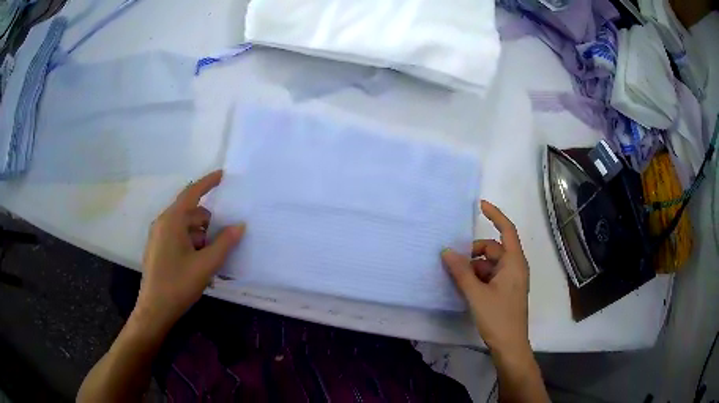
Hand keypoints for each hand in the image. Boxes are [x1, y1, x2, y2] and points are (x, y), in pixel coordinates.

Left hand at [134, 170, 244, 331]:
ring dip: (201, 237)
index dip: (208, 182)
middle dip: (209, 223)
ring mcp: (158, 237)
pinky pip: (179, 238)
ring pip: (185, 228)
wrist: (154, 309)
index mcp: (172, 221)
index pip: (192, 193)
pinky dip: (192, 245)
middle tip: (225, 239)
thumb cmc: (178, 284)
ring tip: (214, 259)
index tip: (223, 174)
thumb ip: (224, 243)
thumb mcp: (206, 264)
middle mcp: (163, 223)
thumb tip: (240, 225)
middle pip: (190, 213)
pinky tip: (201, 265)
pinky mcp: (158, 249)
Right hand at [442, 200, 530, 360]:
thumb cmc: (498, 317)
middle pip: (494, 249)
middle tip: (454, 261)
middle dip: (475, 252)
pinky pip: (491, 276)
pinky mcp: (506, 291)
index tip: (480, 206)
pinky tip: (465, 287)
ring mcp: (511, 280)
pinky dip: (478, 277)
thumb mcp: (476, 294)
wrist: (510, 345)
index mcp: (514, 262)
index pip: (507, 230)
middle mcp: (515, 267)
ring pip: (491, 264)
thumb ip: (461, 272)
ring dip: (474, 267)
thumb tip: (446, 251)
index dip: (495, 215)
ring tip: (457, 278)